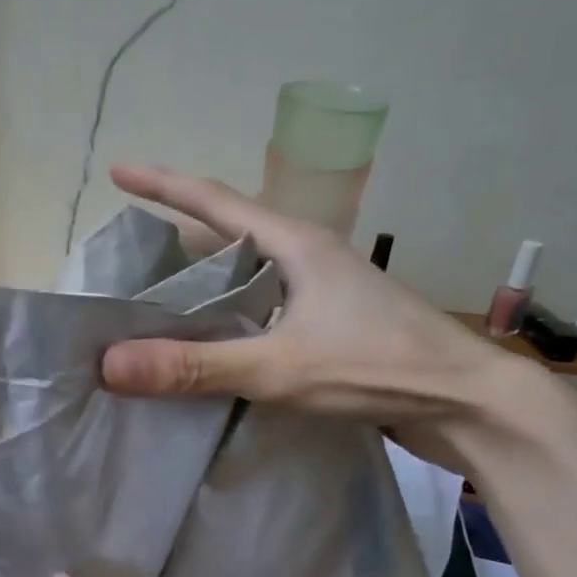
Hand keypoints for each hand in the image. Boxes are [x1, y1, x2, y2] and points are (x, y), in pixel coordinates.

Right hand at [98, 164, 527, 462]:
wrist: (466, 403)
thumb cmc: (378, 367)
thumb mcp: (278, 367)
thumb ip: (196, 366)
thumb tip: (110, 364)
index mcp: (296, 244)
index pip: (215, 200)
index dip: (163, 185)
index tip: (119, 173)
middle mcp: (309, 258)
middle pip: (230, 234)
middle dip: (179, 239)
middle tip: (131, 259)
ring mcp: (324, 292)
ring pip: (249, 275)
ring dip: (206, 282)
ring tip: (160, 303)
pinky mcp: (332, 326)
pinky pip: (265, 309)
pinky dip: (231, 317)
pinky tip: (214, 345)